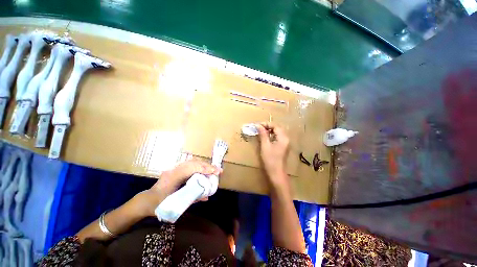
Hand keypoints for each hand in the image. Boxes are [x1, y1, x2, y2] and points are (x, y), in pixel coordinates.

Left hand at [133, 160, 221, 216]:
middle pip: (194, 163)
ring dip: (204, 165)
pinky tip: (204, 168)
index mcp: (172, 178)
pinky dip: (199, 165)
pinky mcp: (175, 168)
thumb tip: (207, 197)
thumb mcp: (176, 204)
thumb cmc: (159, 205)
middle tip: (218, 170)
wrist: (147, 201)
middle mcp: (174, 170)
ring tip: (213, 169)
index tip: (215, 172)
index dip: (204, 169)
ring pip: (192, 162)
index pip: (191, 168)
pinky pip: (189, 164)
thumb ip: (192, 199)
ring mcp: (174, 168)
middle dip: (207, 166)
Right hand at [257, 123, 289, 187]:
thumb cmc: (270, 160)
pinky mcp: (284, 147)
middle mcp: (286, 139)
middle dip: (268, 126)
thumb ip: (263, 134)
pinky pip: (278, 137)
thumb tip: (258, 126)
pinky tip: (266, 138)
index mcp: (283, 138)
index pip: (276, 126)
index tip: (258, 125)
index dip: (267, 124)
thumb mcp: (265, 146)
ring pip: (278, 133)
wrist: (277, 173)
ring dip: (270, 131)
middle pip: (278, 128)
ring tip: (261, 131)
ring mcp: (286, 143)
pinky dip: (272, 135)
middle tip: (259, 128)